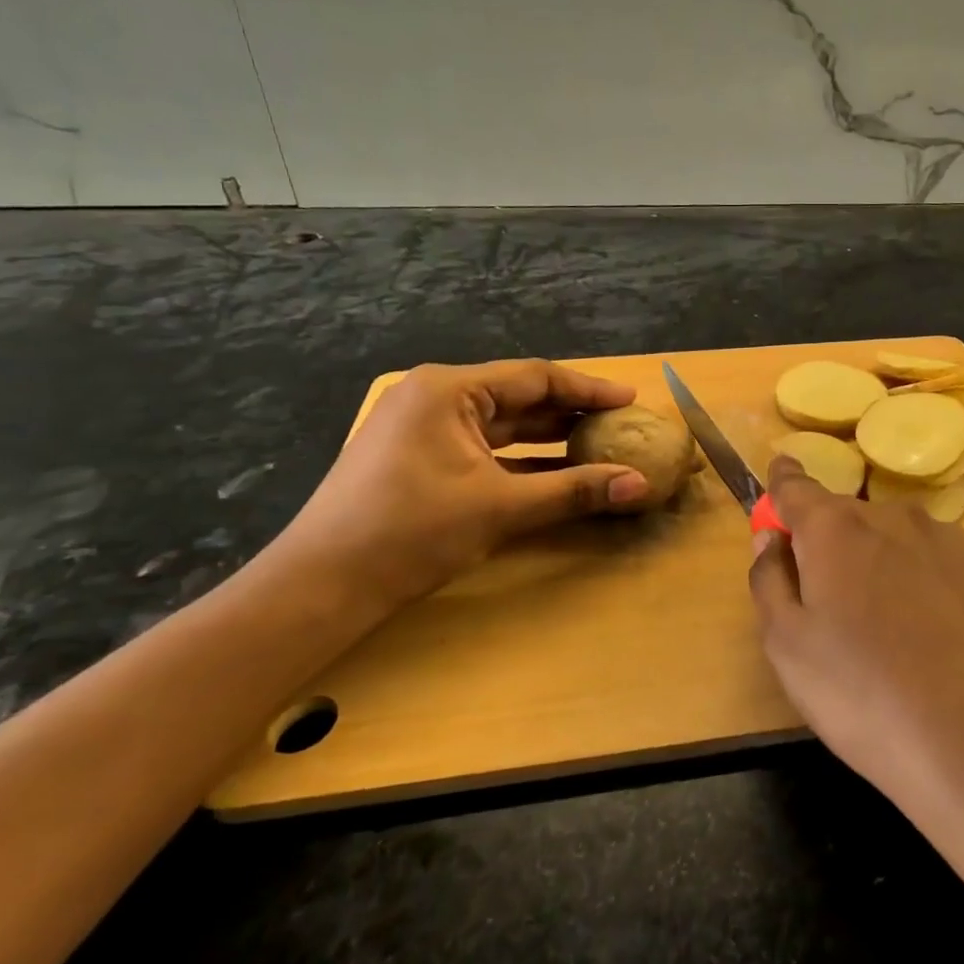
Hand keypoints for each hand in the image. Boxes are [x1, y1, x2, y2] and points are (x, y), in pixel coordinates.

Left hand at [272, 361, 649, 616]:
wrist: (322, 585)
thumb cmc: (411, 532)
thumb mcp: (501, 508)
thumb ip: (574, 491)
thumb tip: (641, 484)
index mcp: (449, 390)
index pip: (535, 378)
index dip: (588, 389)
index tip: (630, 400)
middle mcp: (435, 398)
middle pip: (518, 398)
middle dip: (570, 413)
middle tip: (620, 425)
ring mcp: (422, 429)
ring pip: (501, 425)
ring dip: (548, 438)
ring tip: (597, 445)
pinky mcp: (418, 459)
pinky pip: (483, 449)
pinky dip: (520, 460)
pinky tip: (554, 472)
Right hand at [747, 456, 963, 817]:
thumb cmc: (863, 695)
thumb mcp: (786, 646)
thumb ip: (769, 578)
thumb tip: (771, 537)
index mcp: (835, 528)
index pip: (796, 485)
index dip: (782, 482)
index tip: (778, 477)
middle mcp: (893, 516)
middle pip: (845, 515)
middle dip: (828, 541)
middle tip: (825, 598)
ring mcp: (948, 541)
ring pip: (894, 537)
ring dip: (877, 560)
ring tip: (883, 625)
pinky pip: (935, 561)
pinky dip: (920, 579)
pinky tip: (930, 634)